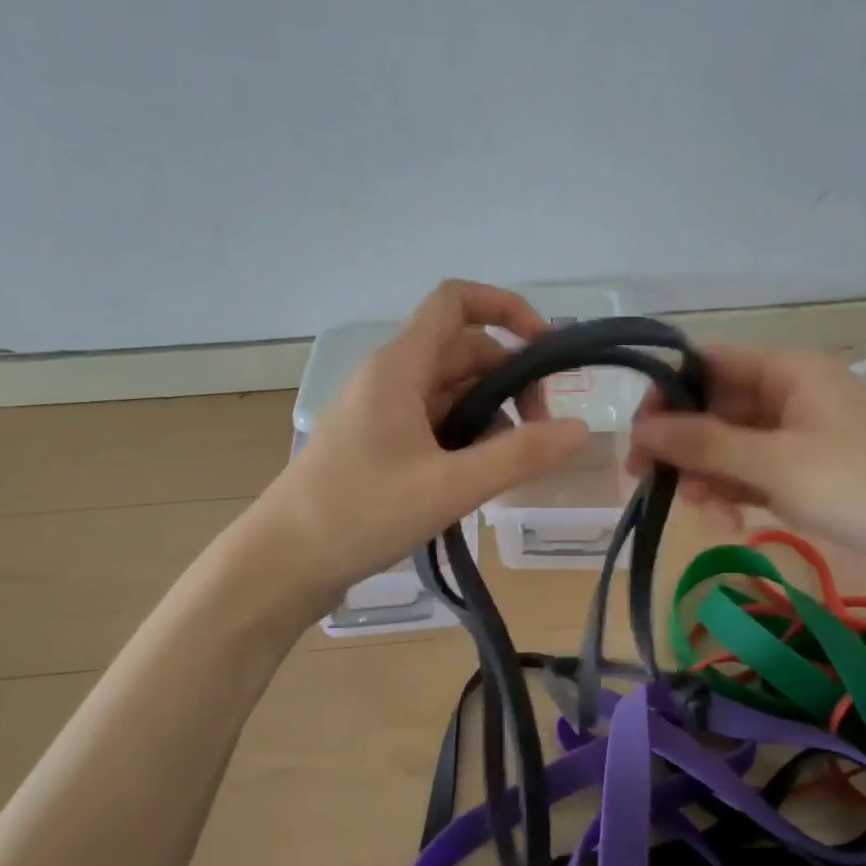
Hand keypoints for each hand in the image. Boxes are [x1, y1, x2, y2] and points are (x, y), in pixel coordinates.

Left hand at [246, 280, 591, 608]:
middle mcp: (390, 377)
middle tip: (541, 434)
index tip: (547, 350)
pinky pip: (435, 422)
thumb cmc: (361, 514)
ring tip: (511, 466)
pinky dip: (466, 438)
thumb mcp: (450, 487)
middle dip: (510, 381)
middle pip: (464, 352)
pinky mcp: (379, 443)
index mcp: (399, 367)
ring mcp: (382, 411)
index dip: (507, 308)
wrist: (284, 563)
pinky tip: (479, 477)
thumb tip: (581, 429)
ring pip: (452, 391)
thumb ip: (520, 456)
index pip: (456, 302)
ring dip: (491, 415)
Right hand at [628, 346, 865, 564]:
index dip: (669, 390)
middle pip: (713, 407)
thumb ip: (704, 442)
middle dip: (682, 442)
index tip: (638, 430)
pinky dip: (729, 492)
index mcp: (788, 371)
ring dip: (703, 473)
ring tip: (696, 507)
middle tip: (645, 476)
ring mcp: (792, 438)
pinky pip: (746, 474)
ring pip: (725, 445)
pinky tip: (724, 519)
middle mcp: (787, 396)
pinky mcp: (797, 475)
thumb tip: (639, 429)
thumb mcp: (774, 462)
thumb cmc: (858, 487)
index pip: (710, 364)